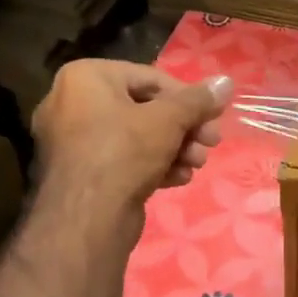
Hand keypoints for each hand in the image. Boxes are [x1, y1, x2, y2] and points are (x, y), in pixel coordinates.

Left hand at [32, 61, 233, 219]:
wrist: (86, 220)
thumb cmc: (125, 152)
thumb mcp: (169, 120)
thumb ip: (198, 100)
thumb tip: (225, 81)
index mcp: (85, 77)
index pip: (150, 78)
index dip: (188, 98)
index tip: (213, 117)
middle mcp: (71, 103)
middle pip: (145, 108)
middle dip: (183, 127)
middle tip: (211, 143)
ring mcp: (73, 141)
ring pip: (136, 137)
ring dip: (174, 148)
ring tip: (197, 164)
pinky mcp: (80, 173)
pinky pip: (122, 159)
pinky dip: (152, 165)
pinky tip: (179, 178)